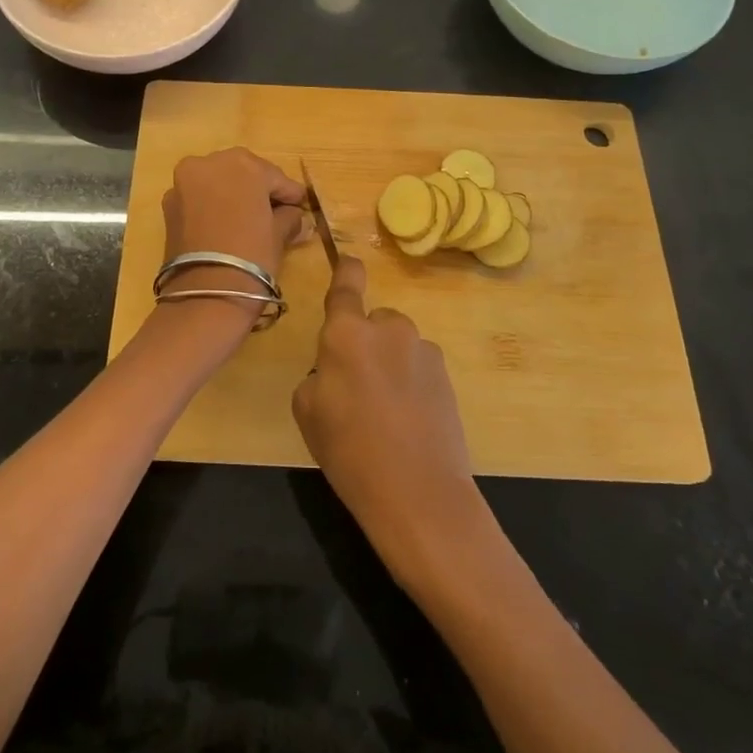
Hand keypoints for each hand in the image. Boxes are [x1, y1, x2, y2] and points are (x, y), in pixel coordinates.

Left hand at [157, 148, 311, 325]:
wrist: (205, 293)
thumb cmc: (252, 255)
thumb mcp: (279, 234)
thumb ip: (289, 217)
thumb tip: (296, 217)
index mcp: (243, 164)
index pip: (276, 178)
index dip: (290, 195)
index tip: (300, 208)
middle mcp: (209, 162)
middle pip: (243, 173)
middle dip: (258, 190)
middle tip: (274, 213)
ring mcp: (184, 181)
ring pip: (218, 182)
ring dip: (233, 195)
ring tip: (248, 221)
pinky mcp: (169, 203)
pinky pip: (199, 197)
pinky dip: (213, 206)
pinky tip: (225, 226)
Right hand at [293, 256, 482, 582]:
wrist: (418, 493)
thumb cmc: (349, 451)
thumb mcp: (307, 411)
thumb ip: (318, 372)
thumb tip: (335, 368)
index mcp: (347, 334)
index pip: (346, 286)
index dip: (347, 271)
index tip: (349, 260)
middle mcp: (388, 330)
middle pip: (372, 323)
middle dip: (364, 343)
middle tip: (355, 388)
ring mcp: (422, 350)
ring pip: (397, 345)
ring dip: (389, 363)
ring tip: (385, 412)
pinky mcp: (446, 374)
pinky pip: (418, 366)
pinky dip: (411, 382)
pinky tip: (409, 420)